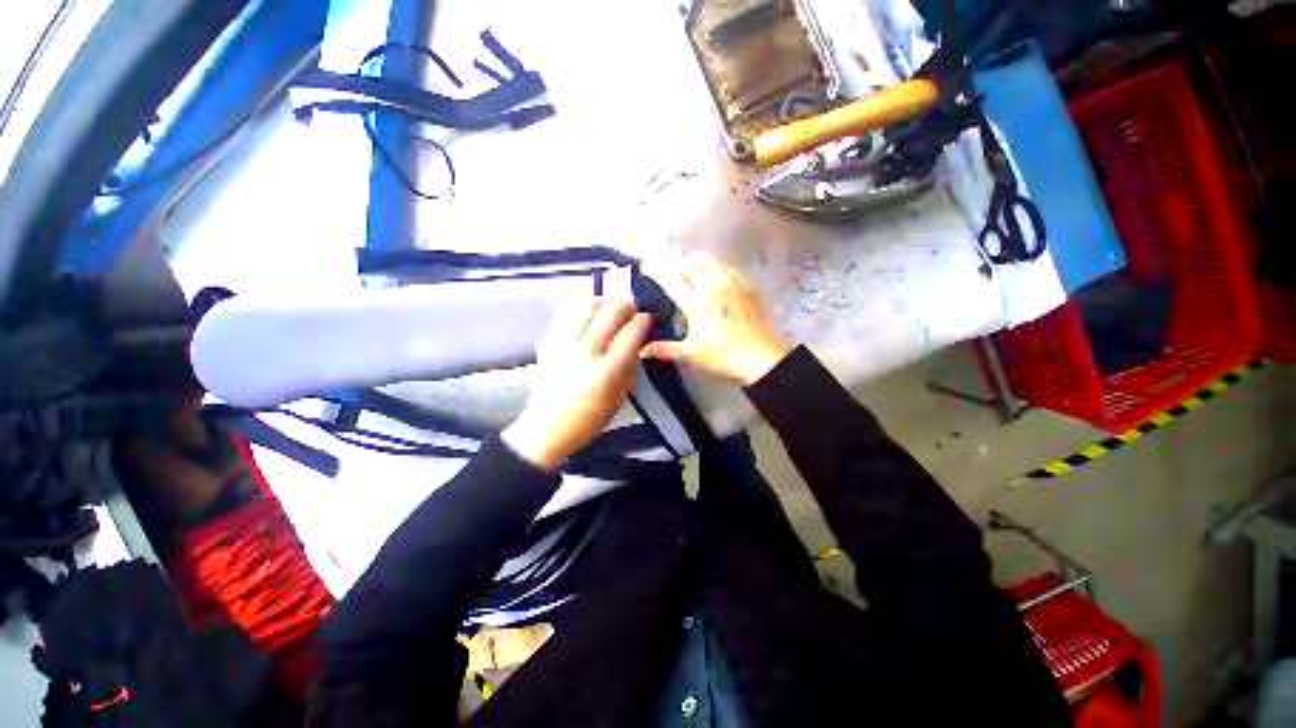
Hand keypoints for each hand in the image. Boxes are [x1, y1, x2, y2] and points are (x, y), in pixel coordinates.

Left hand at [502, 298, 649, 471]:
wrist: (545, 428)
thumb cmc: (588, 419)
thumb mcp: (619, 398)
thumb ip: (629, 366)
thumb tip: (637, 339)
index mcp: (605, 375)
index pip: (629, 337)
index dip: (641, 322)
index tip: (646, 318)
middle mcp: (583, 355)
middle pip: (608, 315)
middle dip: (625, 305)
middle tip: (632, 306)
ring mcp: (562, 346)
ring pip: (585, 306)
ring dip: (603, 300)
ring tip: (611, 305)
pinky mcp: (548, 342)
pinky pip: (566, 312)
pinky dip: (581, 306)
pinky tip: (590, 311)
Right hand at [640, 252, 791, 385]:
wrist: (763, 359)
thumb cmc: (724, 358)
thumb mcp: (692, 355)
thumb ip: (665, 349)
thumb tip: (641, 351)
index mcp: (696, 303)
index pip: (670, 278)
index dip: (655, 269)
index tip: (645, 264)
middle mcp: (712, 286)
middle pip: (687, 264)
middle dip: (670, 260)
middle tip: (660, 259)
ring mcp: (732, 283)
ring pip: (708, 260)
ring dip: (691, 257)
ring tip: (682, 258)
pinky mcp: (746, 285)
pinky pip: (726, 266)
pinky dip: (713, 262)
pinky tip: (712, 266)